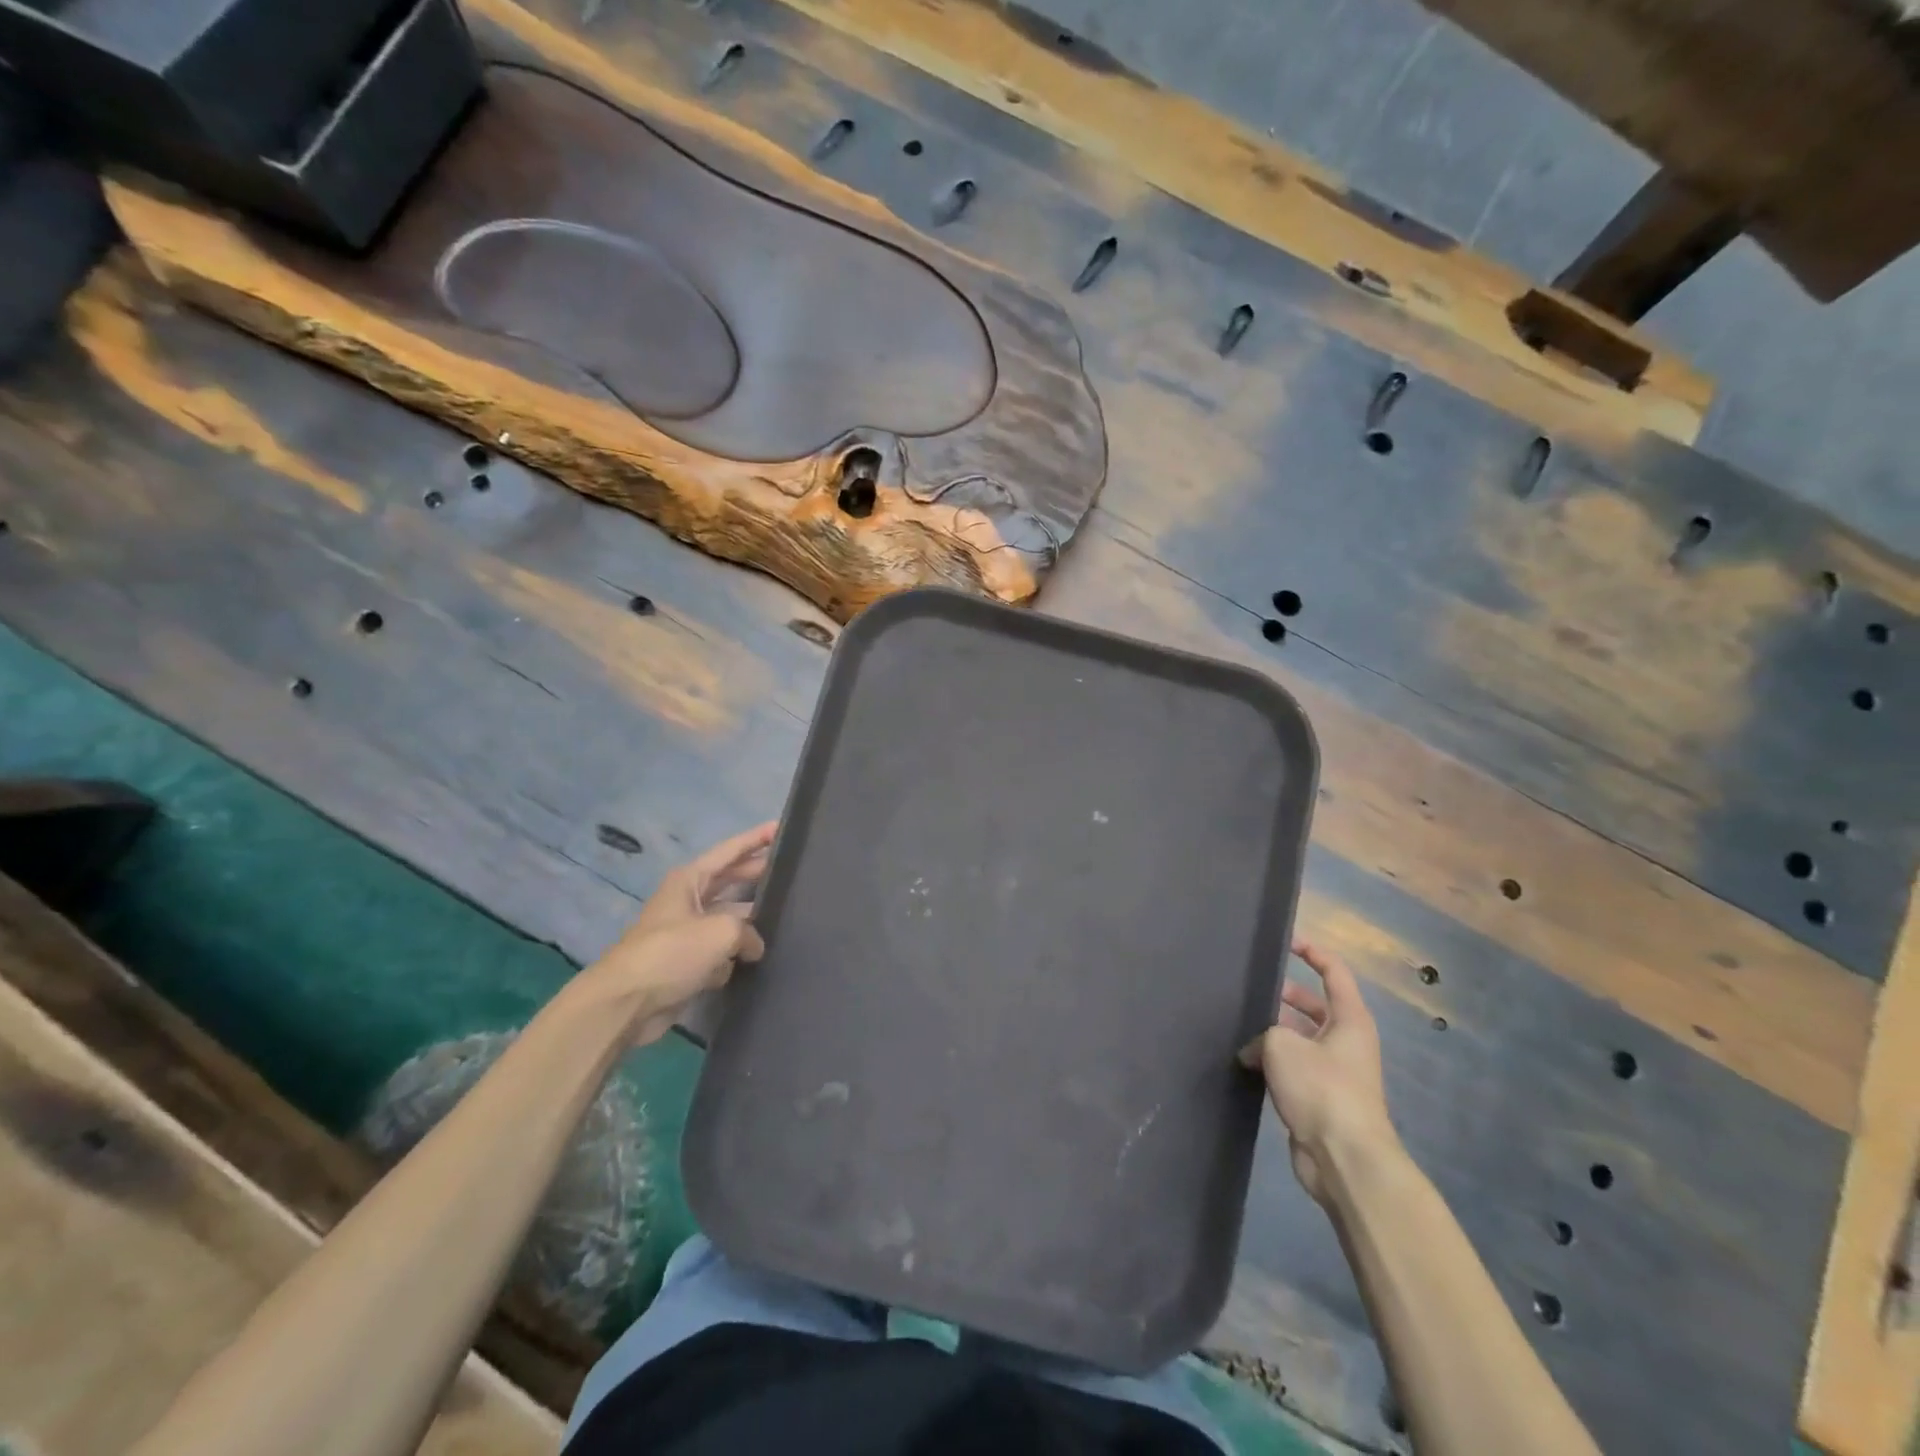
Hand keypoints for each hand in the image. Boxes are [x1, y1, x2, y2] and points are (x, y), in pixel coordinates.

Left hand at [575, 822, 776, 1043]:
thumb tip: (754, 946)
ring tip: (786, 914)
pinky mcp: (688, 963)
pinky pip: (722, 950)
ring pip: (728, 917)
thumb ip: (749, 931)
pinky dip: (737, 953)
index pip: (729, 851)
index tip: (781, 826)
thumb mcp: (721, 931)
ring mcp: (688, 932)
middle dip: (757, 873)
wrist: (626, 1003)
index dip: (756, 838)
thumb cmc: (672, 952)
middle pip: (730, 880)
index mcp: (690, 880)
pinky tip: (762, 957)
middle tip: (791, 871)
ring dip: (752, 918)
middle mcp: (688, 900)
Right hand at [1242, 939, 1395, 1204]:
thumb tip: (1255, 1052)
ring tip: (1238, 1026)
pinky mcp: (1320, 1099)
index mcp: (1349, 1020)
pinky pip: (1292, 1068)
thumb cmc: (1321, 1089)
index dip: (1312, 952)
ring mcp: (1334, 1071)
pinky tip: (1245, 1064)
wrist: (1344, 1158)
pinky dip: (1272, 1063)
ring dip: (1272, 1033)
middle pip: (1313, 1006)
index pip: (1334, 972)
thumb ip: (1263, 1034)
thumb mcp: (1282, 1045)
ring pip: (1299, 1038)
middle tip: (1250, 991)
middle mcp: (1346, 1041)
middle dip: (1282, 997)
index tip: (1285, 942)